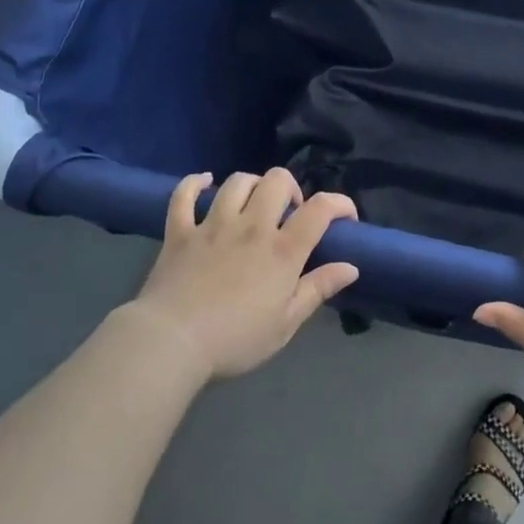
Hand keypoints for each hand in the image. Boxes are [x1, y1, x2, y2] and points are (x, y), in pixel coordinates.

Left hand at [129, 169, 359, 380]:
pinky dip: (194, 183)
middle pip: (277, 181)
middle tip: (289, 212)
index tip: (345, 216)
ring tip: (254, 202)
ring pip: (237, 182)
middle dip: (291, 188)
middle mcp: (251, 227)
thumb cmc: (235, 340)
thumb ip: (318, 290)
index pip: (320, 209)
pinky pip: (184, 195)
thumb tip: (351, 267)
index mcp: (282, 250)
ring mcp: (213, 225)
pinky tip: (204, 182)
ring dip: (252, 185)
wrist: (172, 343)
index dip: (339, 203)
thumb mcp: (286, 324)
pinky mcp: (180, 231)